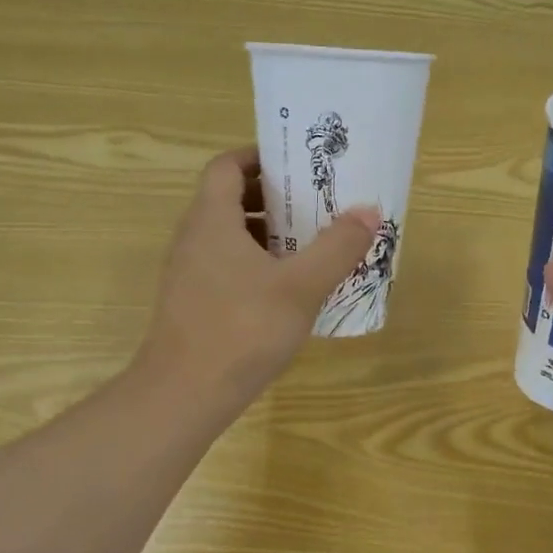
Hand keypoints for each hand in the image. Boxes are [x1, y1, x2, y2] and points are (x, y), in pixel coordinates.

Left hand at [137, 146, 379, 416]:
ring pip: (231, 237)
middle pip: (231, 200)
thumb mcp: (301, 286)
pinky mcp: (194, 303)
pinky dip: (258, 265)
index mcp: (212, 220)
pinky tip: (290, 290)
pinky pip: (228, 266)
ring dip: (270, 234)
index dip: (260, 157)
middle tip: (317, 205)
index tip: (298, 165)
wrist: (184, 395)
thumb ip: (338, 247)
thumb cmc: (242, 329)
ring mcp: (190, 273)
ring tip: (312, 245)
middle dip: (275, 197)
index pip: (228, 166)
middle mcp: (194, 239)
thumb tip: (369, 212)